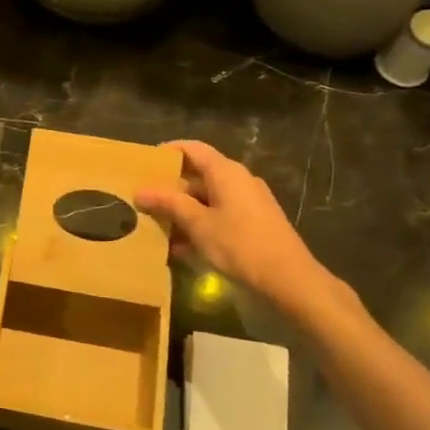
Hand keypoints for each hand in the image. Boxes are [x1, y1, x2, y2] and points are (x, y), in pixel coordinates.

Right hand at [134, 140, 340, 311]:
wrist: (289, 280)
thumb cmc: (240, 245)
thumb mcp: (198, 224)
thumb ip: (169, 204)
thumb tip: (139, 191)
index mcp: (226, 172)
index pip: (192, 149)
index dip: (168, 152)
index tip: (144, 164)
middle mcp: (239, 180)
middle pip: (198, 175)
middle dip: (171, 189)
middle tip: (144, 201)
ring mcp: (249, 202)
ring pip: (207, 199)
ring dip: (183, 212)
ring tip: (157, 229)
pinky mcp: (254, 224)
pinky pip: (219, 216)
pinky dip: (200, 225)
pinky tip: (181, 249)